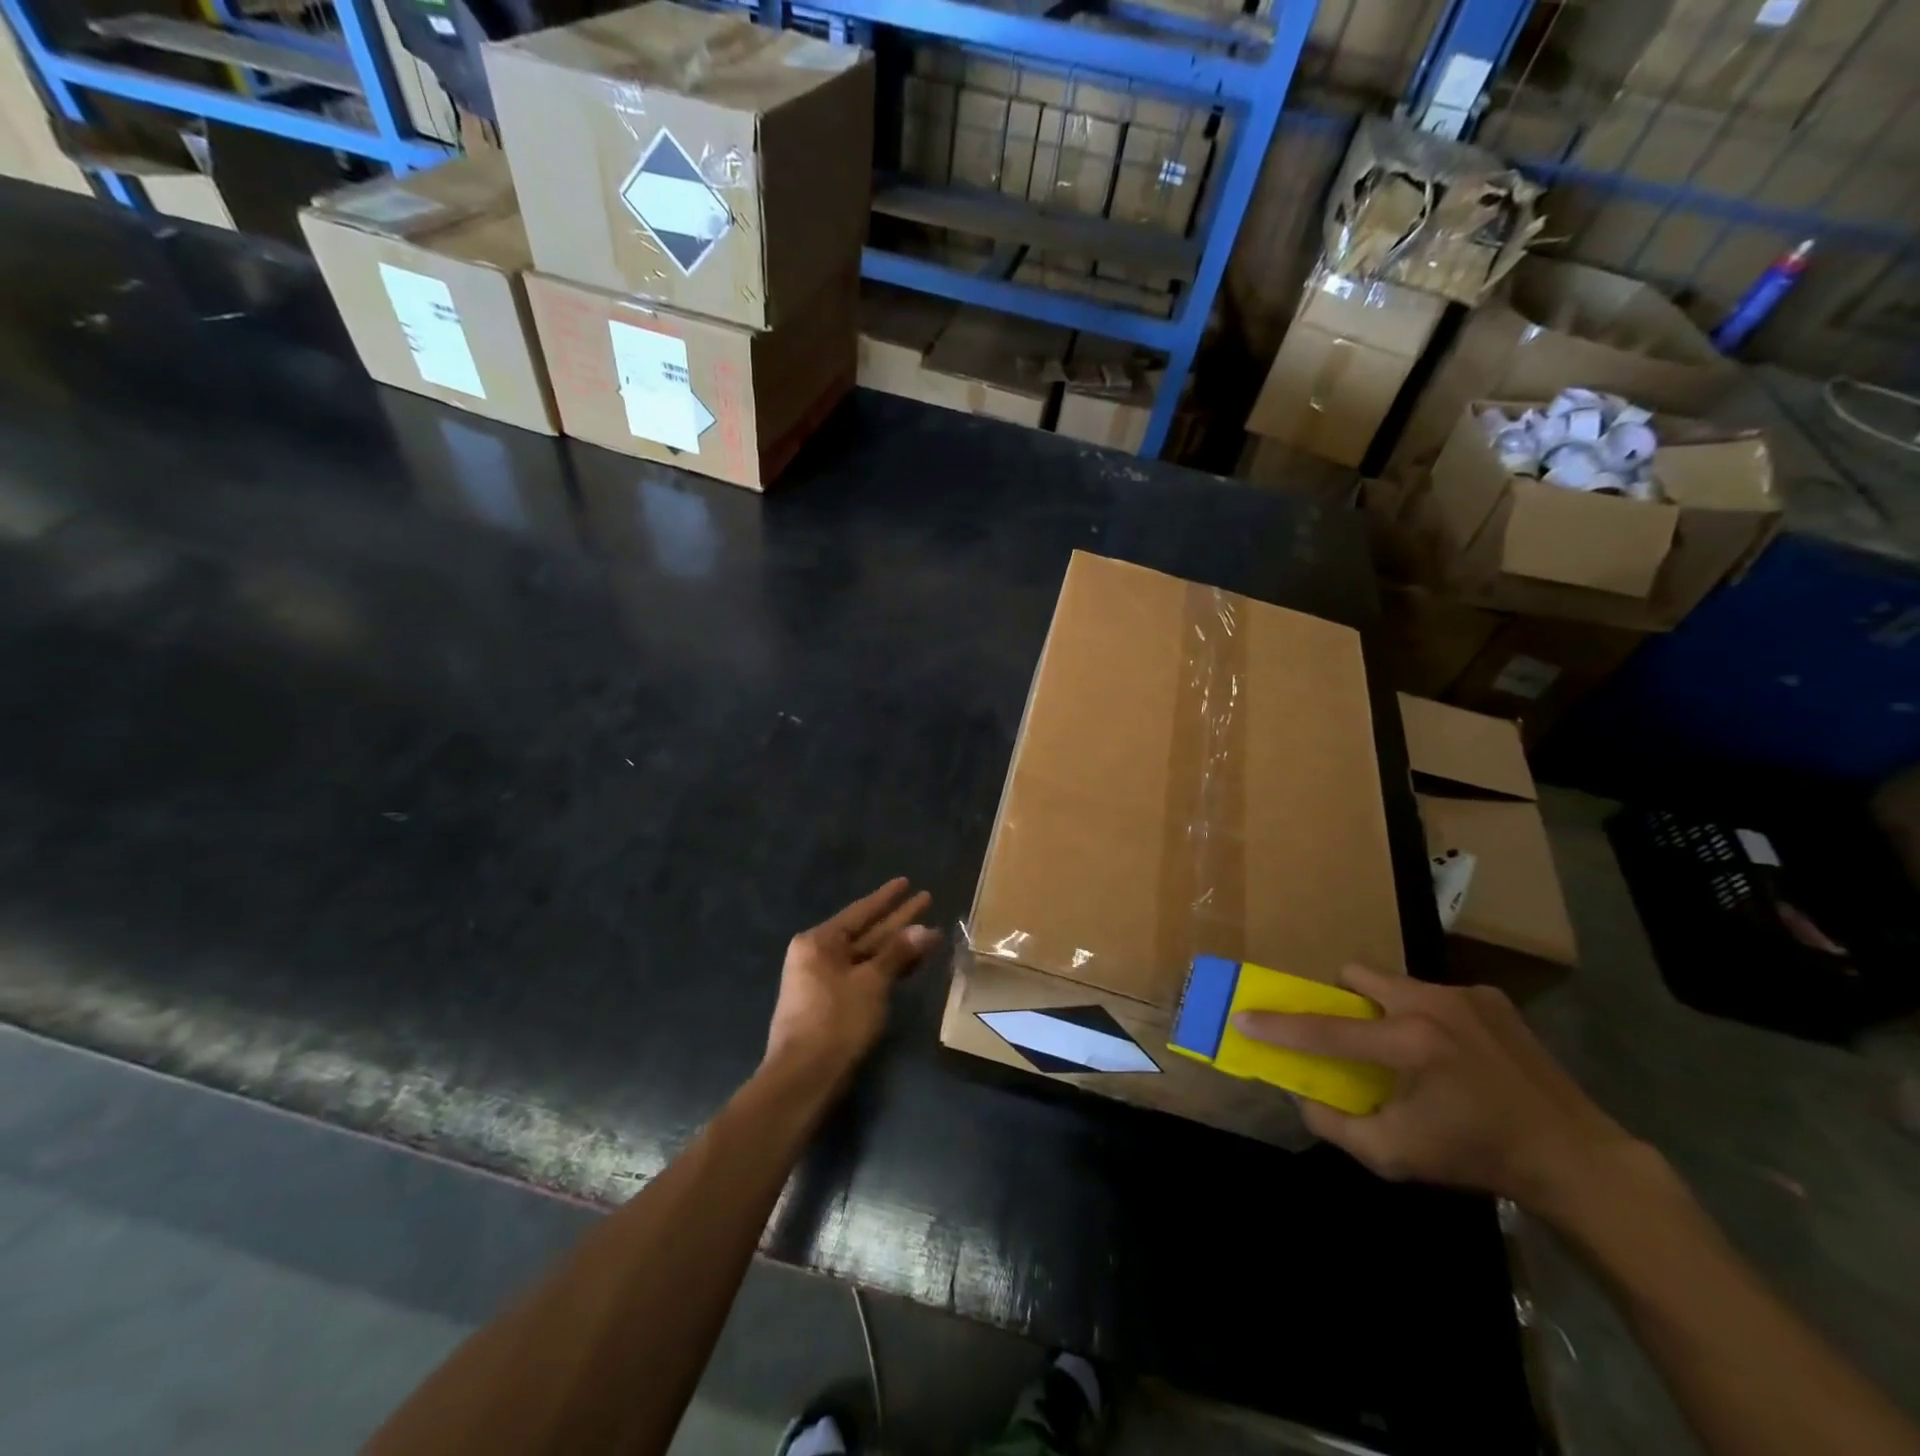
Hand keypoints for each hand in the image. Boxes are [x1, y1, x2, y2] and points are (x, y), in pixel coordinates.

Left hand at [765, 879, 940, 1084]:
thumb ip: (897, 954)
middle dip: (897, 920)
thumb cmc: (836, 1021)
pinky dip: (886, 968)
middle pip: (865, 932)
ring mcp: (823, 980)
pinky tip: (909, 962)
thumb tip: (925, 930)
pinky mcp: (832, 1004)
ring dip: (896, 946)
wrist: (804, 1077)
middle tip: (927, 900)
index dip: (887, 898)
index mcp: (819, 942)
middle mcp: (817, 955)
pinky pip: (863, 974)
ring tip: (928, 931)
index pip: (861, 912)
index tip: (907, 882)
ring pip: (867, 955)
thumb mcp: (871, 983)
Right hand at [1234, 965, 1638, 1211]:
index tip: (1242, 1016)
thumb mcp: (1396, 1156)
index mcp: (1408, 1043)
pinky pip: (1435, 994)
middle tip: (1350, 1035)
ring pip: (1395, 982)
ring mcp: (1463, 995)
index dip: (1277, 1026)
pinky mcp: (1490, 997)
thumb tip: (1300, 1095)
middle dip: (1341, 1000)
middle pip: (1355, 975)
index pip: (1324, 1029)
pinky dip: (1427, 1016)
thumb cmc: (1478, 1158)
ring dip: (1384, 1008)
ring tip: (1406, 1049)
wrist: (1576, 1159)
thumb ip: (1336, 1125)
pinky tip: (1452, 1055)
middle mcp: (1430, 1004)